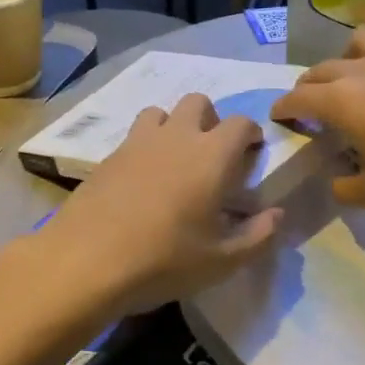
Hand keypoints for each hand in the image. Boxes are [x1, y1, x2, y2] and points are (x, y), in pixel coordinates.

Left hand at [26, 94, 281, 318]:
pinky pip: (133, 137)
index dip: (251, 133)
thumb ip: (257, 235)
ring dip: (174, 126)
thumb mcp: (222, 261)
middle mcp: (176, 137)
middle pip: (198, 102)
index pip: (240, 122)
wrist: (87, 262)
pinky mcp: (108, 157)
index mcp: (211, 155)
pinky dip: (145, 148)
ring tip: (175, 161)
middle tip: (213, 154)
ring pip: (160, 112)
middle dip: (211, 120)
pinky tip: (142, 182)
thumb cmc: (164, 260)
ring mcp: (137, 143)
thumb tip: (277, 215)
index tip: (252, 154)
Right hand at [272, 31, 364, 223]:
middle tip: (310, 107)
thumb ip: (344, 186)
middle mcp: (363, 70)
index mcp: (343, 102)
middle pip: (321, 70)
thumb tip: (337, 178)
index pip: (299, 98)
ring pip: (357, 43)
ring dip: (344, 60)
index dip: (283, 108)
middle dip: (308, 87)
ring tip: (352, 80)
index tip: (279, 116)